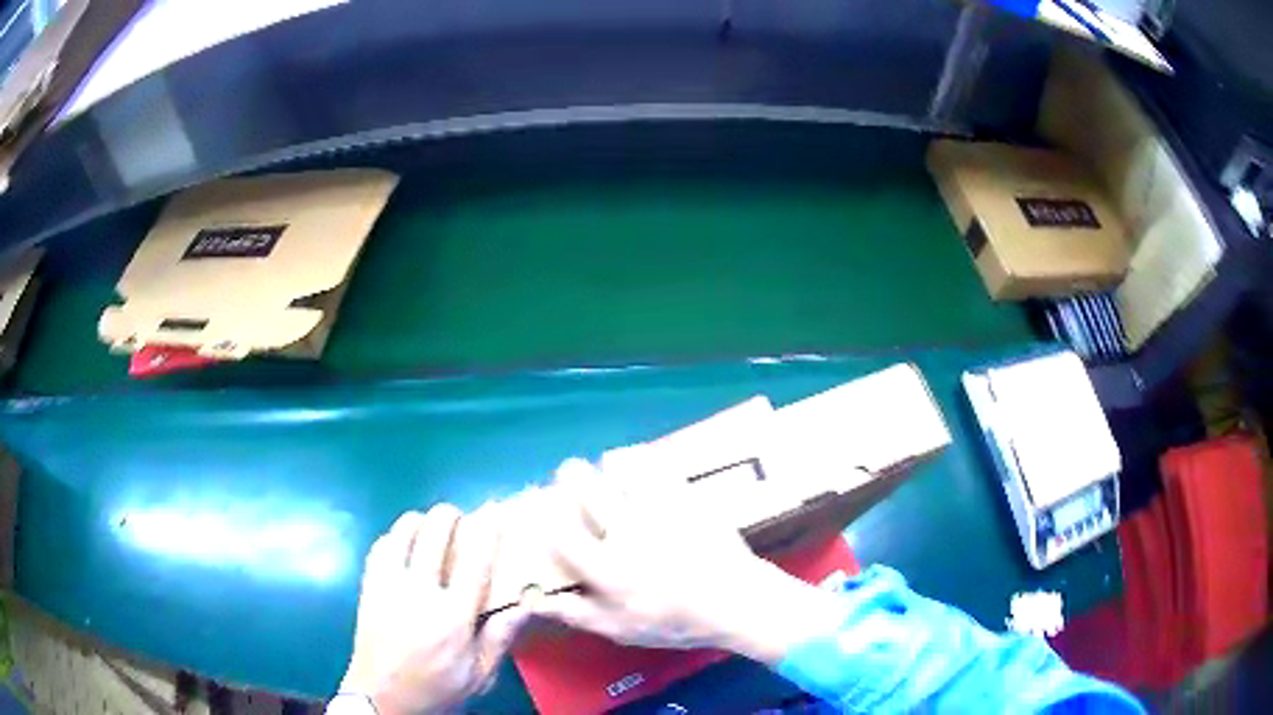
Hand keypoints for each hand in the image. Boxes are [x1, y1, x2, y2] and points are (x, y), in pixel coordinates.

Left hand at [339, 505, 528, 714]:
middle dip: (450, 516)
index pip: (474, 561)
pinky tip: (404, 543)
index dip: (486, 530)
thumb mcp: (479, 675)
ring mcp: (389, 585)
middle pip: (434, 534)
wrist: (381, 697)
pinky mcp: (369, 586)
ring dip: (421, 521)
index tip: (495, 511)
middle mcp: (420, 592)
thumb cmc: (436, 688)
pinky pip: (381, 545)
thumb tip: (527, 602)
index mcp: (453, 617)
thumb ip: (500, 637)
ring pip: (403, 532)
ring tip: (432, 527)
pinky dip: (395, 536)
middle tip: (461, 519)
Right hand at [532, 457, 846, 664]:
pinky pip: (656, 464)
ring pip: (620, 465)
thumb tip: (535, 598)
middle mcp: (627, 532)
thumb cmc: (676, 621)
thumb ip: (577, 613)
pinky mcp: (685, 495)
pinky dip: (641, 459)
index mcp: (607, 568)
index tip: (544, 505)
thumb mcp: (621, 629)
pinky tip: (640, 466)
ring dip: (606, 463)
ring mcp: (659, 509)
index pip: (561, 531)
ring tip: (607, 467)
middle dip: (570, 473)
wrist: (737, 601)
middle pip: (585, 485)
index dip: (546, 513)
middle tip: (571, 475)